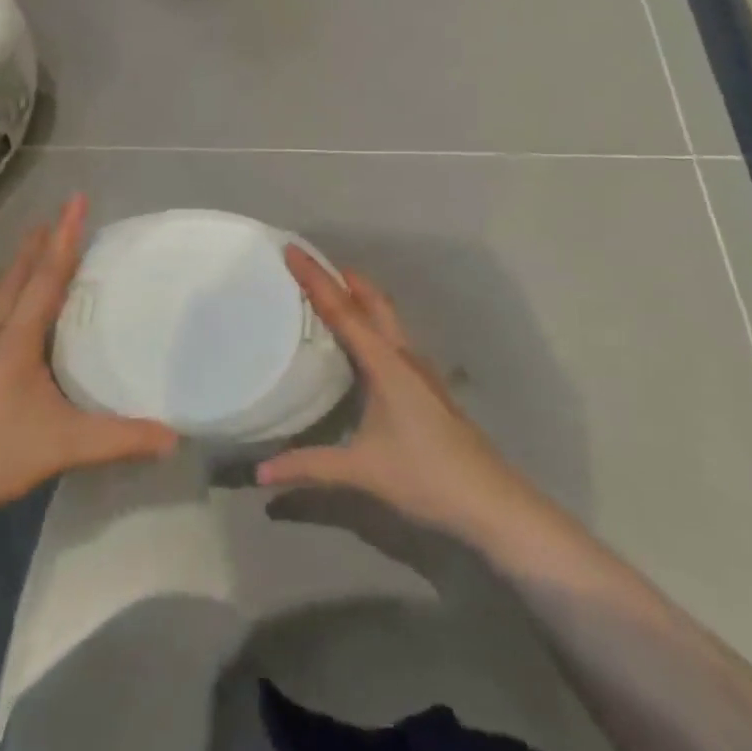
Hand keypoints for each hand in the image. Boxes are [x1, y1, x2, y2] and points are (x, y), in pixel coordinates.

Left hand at [0, 195, 178, 530]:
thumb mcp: (65, 445)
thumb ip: (120, 439)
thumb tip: (174, 436)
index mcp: (16, 339)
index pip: (46, 277)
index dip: (65, 237)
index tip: (76, 199)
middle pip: (18, 276)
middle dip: (39, 244)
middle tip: (57, 217)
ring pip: (2, 294)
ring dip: (22, 266)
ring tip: (37, 247)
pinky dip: (13, 292)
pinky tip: (18, 309)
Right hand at [257, 249, 535, 547]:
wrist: (490, 500)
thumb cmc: (426, 476)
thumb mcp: (362, 471)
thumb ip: (309, 467)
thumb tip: (261, 472)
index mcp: (385, 363)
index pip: (343, 311)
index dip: (315, 279)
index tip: (292, 250)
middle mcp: (403, 356)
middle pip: (372, 301)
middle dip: (342, 277)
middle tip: (310, 263)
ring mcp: (419, 369)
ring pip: (386, 317)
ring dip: (359, 298)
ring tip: (330, 293)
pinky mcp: (426, 385)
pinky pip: (392, 337)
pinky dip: (371, 323)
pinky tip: (360, 344)